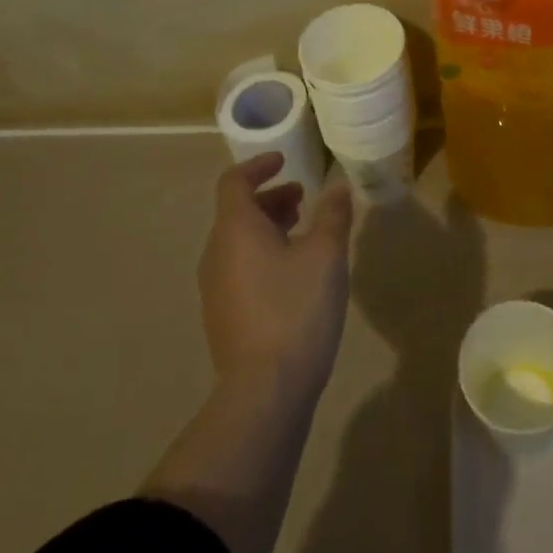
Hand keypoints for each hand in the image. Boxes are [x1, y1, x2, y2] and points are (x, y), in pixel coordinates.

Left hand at [199, 153, 354, 403]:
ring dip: (268, 228)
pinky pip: (240, 269)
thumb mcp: (327, 254)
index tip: (285, 161)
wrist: (265, 391)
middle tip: (303, 198)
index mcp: (236, 230)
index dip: (258, 166)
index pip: (234, 182)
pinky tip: (294, 275)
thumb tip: (337, 187)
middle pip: (237, 212)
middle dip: (270, 198)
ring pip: (239, 242)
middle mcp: (217, 254)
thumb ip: (333, 214)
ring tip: (304, 233)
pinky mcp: (223, 317)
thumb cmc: (296, 308)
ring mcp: (215, 289)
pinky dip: (263, 255)